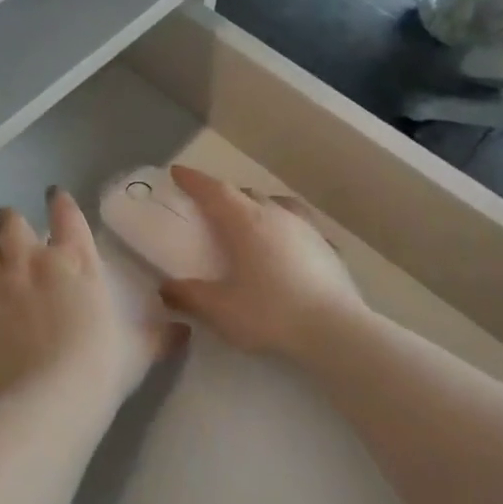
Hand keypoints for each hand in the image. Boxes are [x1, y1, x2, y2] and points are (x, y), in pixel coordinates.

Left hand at [0, 188, 175, 402]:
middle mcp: (35, 261)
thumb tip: (184, 331)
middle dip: (11, 221)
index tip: (54, 197)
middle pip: (11, 221)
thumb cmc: (102, 366)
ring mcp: (2, 283)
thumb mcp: (138, 350)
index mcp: (77, 260)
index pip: (65, 212)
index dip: (58, 200)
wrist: (51, 398)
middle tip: (15, 232)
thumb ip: (159, 336)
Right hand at [157, 165, 369, 359]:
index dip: (193, 180)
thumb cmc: (271, 313)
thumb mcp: (220, 310)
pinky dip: (285, 227)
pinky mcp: (327, 246)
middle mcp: (275, 214)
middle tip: (210, 210)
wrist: (336, 331)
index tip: (177, 172)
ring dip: (257, 207)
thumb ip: (189, 296)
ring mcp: (305, 227)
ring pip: (275, 204)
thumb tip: (166, 288)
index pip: (213, 190)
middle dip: (224, 196)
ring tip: (250, 222)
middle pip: (244, 193)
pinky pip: (300, 225)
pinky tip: (287, 246)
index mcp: (245, 222)